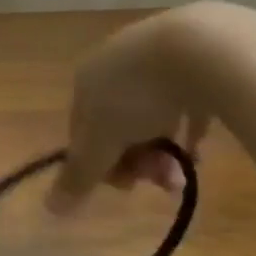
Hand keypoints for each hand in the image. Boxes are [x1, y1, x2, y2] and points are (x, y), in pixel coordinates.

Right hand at [48, 7, 212, 212]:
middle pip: (117, 123)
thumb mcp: (103, 141)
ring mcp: (157, 58)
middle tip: (161, 183)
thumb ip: (79, 174)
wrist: (204, 47)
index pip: (81, 129)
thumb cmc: (138, 94)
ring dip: (162, 150)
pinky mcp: (199, 59)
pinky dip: (188, 130)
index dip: (98, 162)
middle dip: (135, 159)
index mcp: (85, 79)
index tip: (125, 187)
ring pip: (151, 115)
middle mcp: (115, 65)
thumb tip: (50, 209)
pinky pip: (186, 103)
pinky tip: (201, 151)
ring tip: (185, 175)